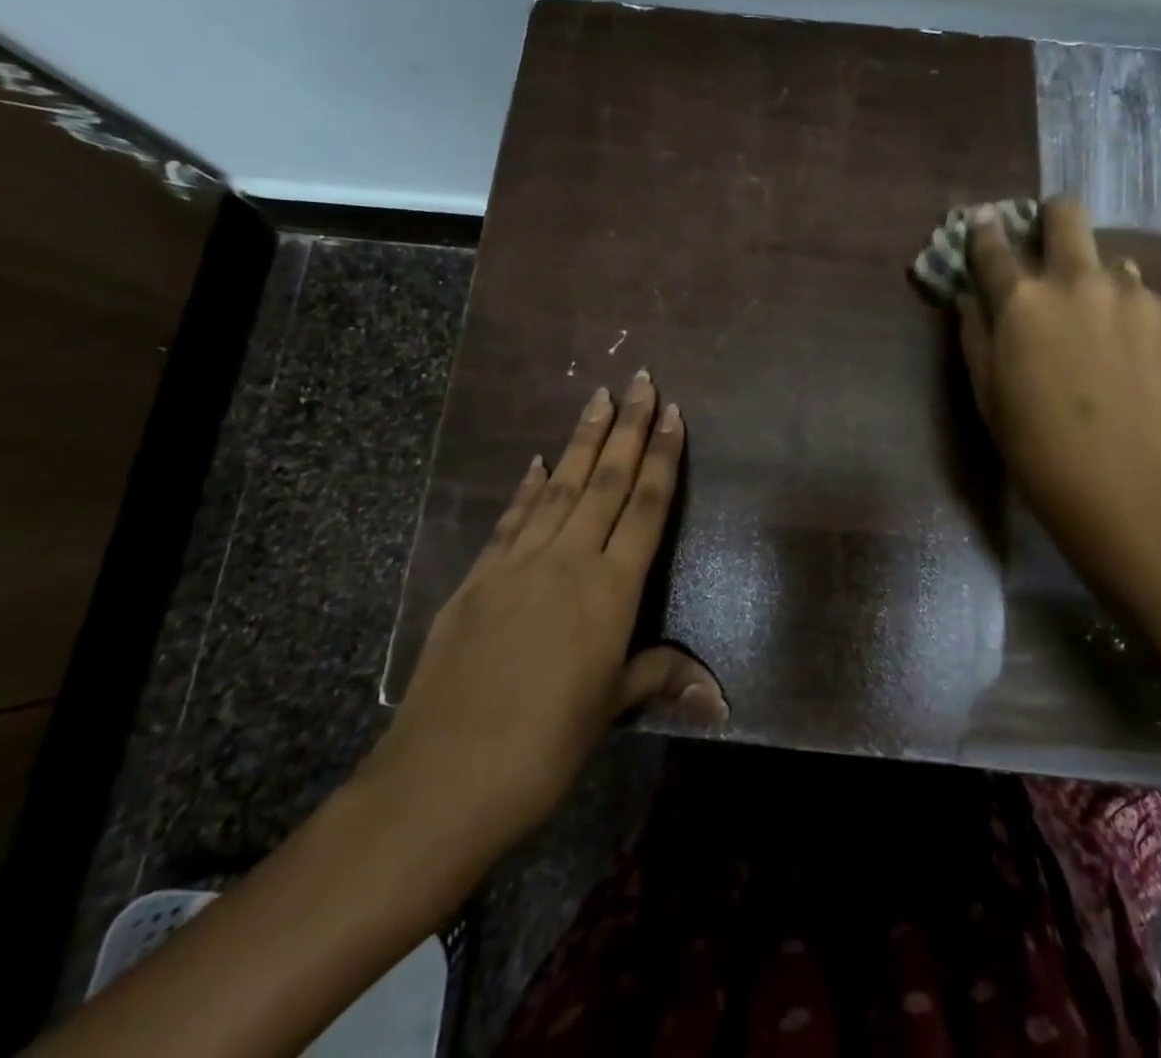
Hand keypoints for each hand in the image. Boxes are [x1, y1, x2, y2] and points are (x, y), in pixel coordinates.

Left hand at [359, 373, 723, 865]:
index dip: (664, 457)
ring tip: (597, 399)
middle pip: (606, 481)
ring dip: (581, 441)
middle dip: (628, 428)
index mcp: (610, 590)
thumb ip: (658, 678)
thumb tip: (719, 698)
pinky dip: (525, 487)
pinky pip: (510, 520)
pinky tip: (533, 462)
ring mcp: (517, 565)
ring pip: (557, 487)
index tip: (673, 413)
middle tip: (641, 381)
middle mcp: (568, 562)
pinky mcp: (476, 579)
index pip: (647, 507)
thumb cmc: (545, 748)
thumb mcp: (609, 710)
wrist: (442, 780)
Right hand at [959, 197, 1160, 571]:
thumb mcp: (987, 395)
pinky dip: (1138, 323)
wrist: (1130, 491)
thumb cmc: (1038, 449)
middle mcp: (1078, 281)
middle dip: (1052, 218)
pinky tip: (1139, 367)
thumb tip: (971, 297)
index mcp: (1022, 301)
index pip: (992, 246)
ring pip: (1114, 264)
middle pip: (1066, 215)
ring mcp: (1136, 296)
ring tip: (1104, 334)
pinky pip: (1151, 304)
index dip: (984, 232)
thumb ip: (975, 334)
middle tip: (1051, 244)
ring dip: (1100, 284)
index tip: (984, 225)